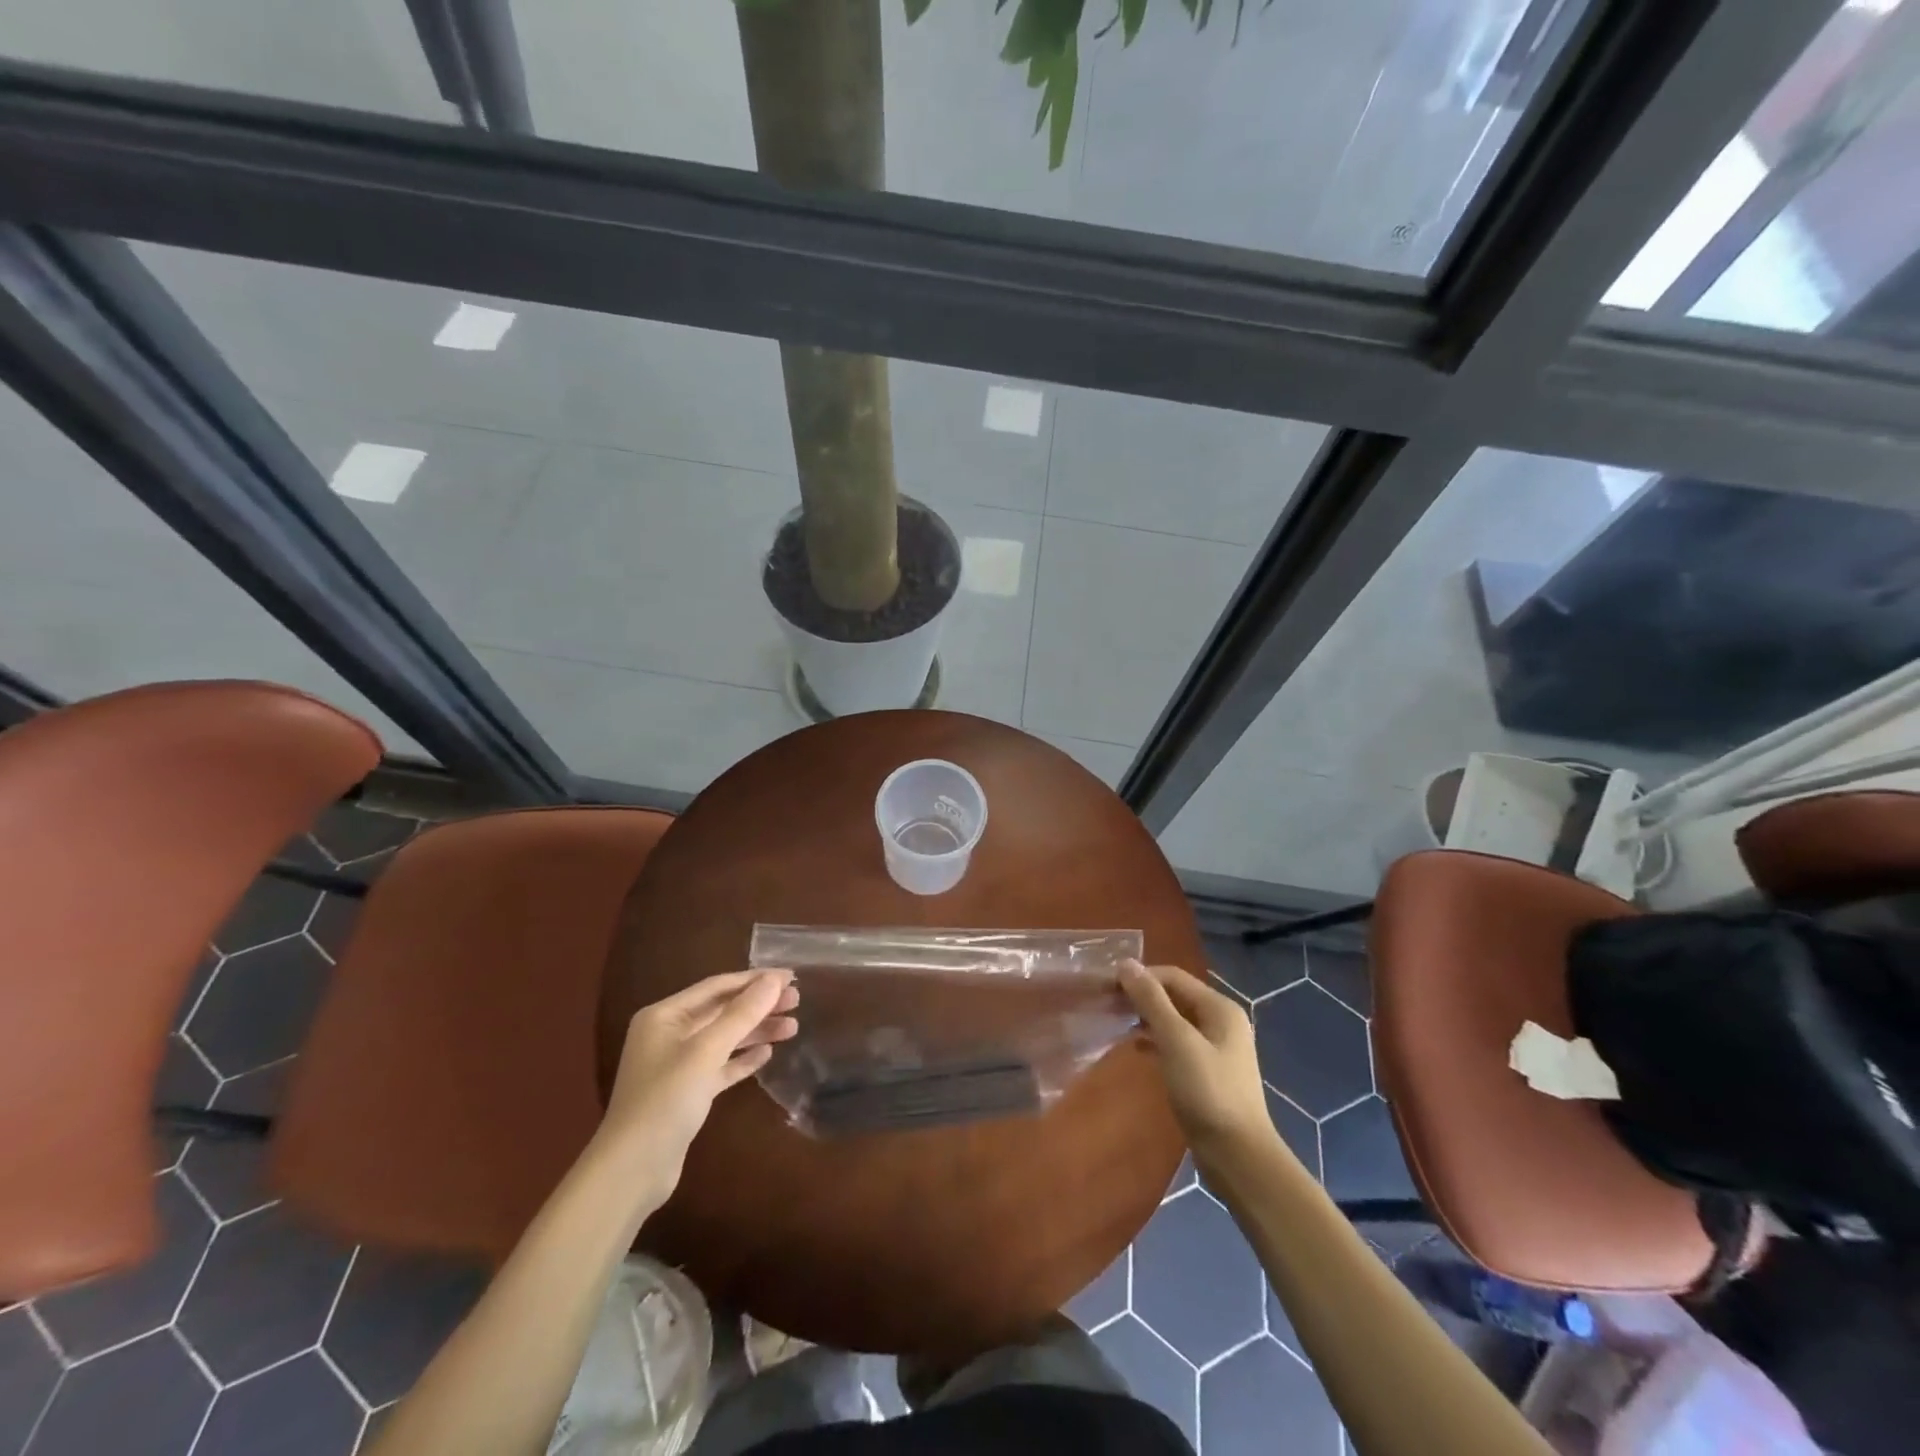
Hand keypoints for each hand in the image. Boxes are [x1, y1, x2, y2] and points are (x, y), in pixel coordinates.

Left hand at [594, 969, 799, 1209]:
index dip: (755, 980)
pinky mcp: (687, 1093)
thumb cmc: (666, 1100)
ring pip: (724, 1039)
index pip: (716, 987)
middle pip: (722, 1011)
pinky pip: (720, 1066)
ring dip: (756, 1032)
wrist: (633, 1170)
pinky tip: (767, 1055)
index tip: (790, 978)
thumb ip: (742, 1014)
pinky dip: (742, 1059)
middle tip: (797, 1002)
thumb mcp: (706, 1051)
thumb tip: (774, 980)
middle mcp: (669, 1034)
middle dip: (759, 1006)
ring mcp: (677, 1065)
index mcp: (664, 1016)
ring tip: (792, 1028)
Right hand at [1121, 961, 1275, 1164]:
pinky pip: (1176, 1043)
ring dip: (1145, 1018)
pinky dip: (1155, 1040)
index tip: (1106, 987)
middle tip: (1106, 1004)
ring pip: (1174, 1020)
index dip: (1140, 977)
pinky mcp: (1207, 1071)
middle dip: (1141, 997)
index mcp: (1220, 1008)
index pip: (1173, 977)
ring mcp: (1216, 1048)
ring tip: (1115, 1023)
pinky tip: (1135, 1048)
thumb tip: (1126, 964)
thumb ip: (1152, 1001)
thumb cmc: (1207, 1092)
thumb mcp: (1176, 1041)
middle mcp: (1221, 1021)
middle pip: (1174, 996)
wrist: (1238, 1156)